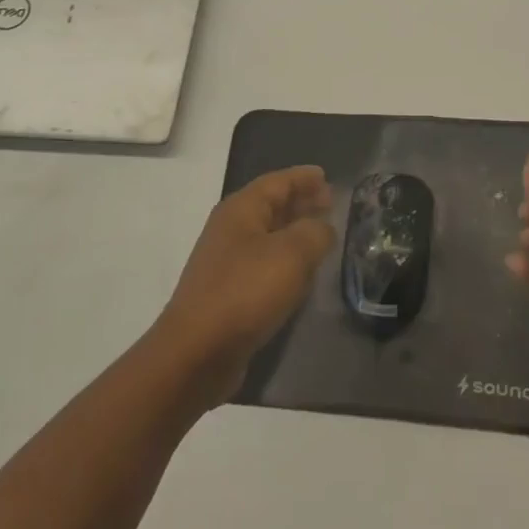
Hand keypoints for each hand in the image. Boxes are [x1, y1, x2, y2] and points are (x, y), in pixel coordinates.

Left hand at [153, 166, 333, 403]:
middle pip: (270, 206)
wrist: (198, 351)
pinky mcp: (228, 293)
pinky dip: (285, 261)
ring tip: (322, 235)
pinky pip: (263, 264)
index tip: (327, 176)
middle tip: (330, 204)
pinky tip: (301, 274)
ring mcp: (226, 262)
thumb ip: (315, 233)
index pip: (277, 182)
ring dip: (294, 232)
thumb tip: (323, 227)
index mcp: (241, 210)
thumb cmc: (246, 291)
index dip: (303, 178)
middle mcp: (230, 229)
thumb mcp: (292, 254)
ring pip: (267, 236)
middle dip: (300, 202)